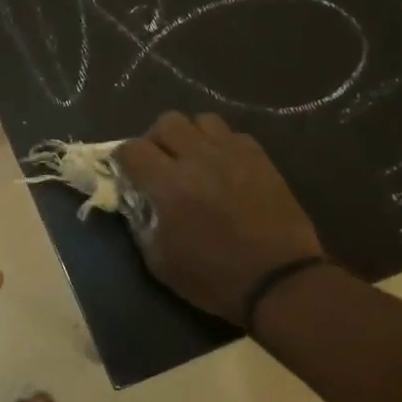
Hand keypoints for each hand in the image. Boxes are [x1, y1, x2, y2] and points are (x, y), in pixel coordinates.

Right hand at [115, 113, 324, 324]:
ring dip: (190, 136)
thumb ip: (140, 224)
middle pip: (167, 122)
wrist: (279, 281)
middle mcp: (199, 158)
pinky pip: (233, 134)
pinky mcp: (260, 158)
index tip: (125, 173)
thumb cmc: (213, 278)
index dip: (122, 158)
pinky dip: (220, 144)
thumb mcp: (160, 262)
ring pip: (202, 120)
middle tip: (159, 163)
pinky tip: (222, 167)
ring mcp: (233, 154)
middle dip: (155, 140)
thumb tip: (135, 201)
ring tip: (192, 159)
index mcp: (169, 185)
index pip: (132, 149)